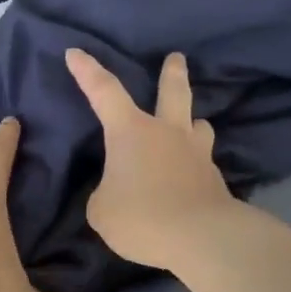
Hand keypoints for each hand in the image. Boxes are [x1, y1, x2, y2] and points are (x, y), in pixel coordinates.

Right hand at [66, 49, 238, 269]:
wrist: (202, 239)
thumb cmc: (141, 216)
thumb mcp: (101, 210)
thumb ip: (105, 193)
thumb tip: (118, 191)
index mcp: (131, 132)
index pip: (104, 92)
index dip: (87, 71)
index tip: (75, 52)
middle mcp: (167, 133)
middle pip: (173, 93)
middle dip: (172, 73)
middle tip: (177, 57)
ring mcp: (196, 154)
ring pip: (198, 125)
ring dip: (192, 122)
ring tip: (192, 125)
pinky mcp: (215, 180)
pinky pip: (202, 162)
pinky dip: (195, 164)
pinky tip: (192, 177)